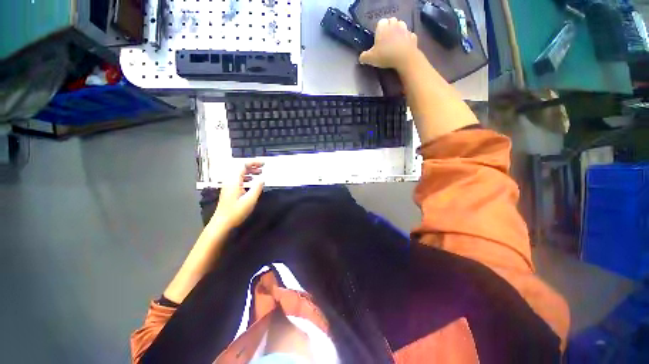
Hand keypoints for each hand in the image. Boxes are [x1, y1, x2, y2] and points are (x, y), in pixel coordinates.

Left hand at [211, 161, 264, 228]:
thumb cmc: (236, 212)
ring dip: (249, 171)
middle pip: (240, 168)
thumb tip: (262, 179)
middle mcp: (229, 180)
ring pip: (239, 173)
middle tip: (263, 167)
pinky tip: (252, 181)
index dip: (254, 162)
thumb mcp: (250, 200)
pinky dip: (246, 177)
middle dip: (252, 166)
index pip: (243, 165)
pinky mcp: (229, 190)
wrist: (222, 223)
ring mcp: (228, 185)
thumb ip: (257, 188)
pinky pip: (238, 179)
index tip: (264, 163)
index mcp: (233, 181)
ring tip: (259, 173)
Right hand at [359, 18, 418, 71]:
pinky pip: (409, 36)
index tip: (378, 39)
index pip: (380, 22)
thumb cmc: (385, 55)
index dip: (379, 30)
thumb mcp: (370, 59)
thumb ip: (364, 57)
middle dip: (389, 28)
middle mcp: (394, 24)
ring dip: (398, 31)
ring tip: (395, 42)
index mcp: (383, 27)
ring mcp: (405, 29)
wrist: (404, 58)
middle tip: (386, 40)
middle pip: (391, 22)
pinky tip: (403, 47)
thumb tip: (361, 58)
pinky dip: (406, 40)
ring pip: (401, 26)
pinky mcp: (413, 36)